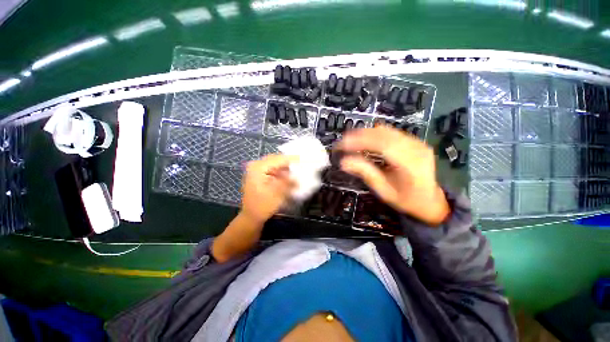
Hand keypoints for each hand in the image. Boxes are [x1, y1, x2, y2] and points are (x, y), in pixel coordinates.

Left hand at [240, 154, 293, 223]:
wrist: (251, 217)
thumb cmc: (262, 206)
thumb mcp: (277, 194)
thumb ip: (288, 182)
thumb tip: (297, 176)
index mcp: (258, 168)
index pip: (278, 159)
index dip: (291, 159)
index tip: (303, 159)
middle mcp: (256, 166)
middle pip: (276, 160)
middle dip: (288, 163)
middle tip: (300, 165)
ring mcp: (256, 171)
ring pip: (275, 165)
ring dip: (285, 169)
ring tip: (295, 172)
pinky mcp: (259, 176)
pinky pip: (272, 170)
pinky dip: (281, 173)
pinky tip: (287, 178)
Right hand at [338, 126, 449, 224]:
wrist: (430, 200)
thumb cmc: (406, 200)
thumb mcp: (384, 190)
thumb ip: (365, 173)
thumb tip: (343, 162)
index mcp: (410, 164)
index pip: (383, 145)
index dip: (360, 142)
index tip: (342, 144)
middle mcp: (416, 148)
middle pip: (384, 134)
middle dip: (360, 135)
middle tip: (342, 142)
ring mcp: (417, 142)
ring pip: (387, 130)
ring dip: (366, 133)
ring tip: (350, 141)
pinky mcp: (414, 141)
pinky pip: (391, 132)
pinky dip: (374, 134)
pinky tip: (365, 140)